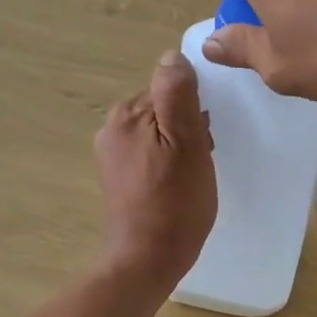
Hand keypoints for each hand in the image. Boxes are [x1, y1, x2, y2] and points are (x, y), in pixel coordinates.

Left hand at [94, 51, 216, 290]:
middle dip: (187, 126)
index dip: (195, 110)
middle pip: (163, 107)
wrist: (146, 260)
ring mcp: (111, 153)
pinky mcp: (117, 176)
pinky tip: (176, 185)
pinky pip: (150, 153)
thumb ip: (178, 95)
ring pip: (158, 131)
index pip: (171, 87)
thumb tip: (172, 56)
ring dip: (179, 145)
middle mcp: (112, 127)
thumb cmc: (175, 203)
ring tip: (191, 176)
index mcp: (128, 113)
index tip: (205, 138)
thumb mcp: (188, 143)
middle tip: (201, 160)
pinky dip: (167, 162)